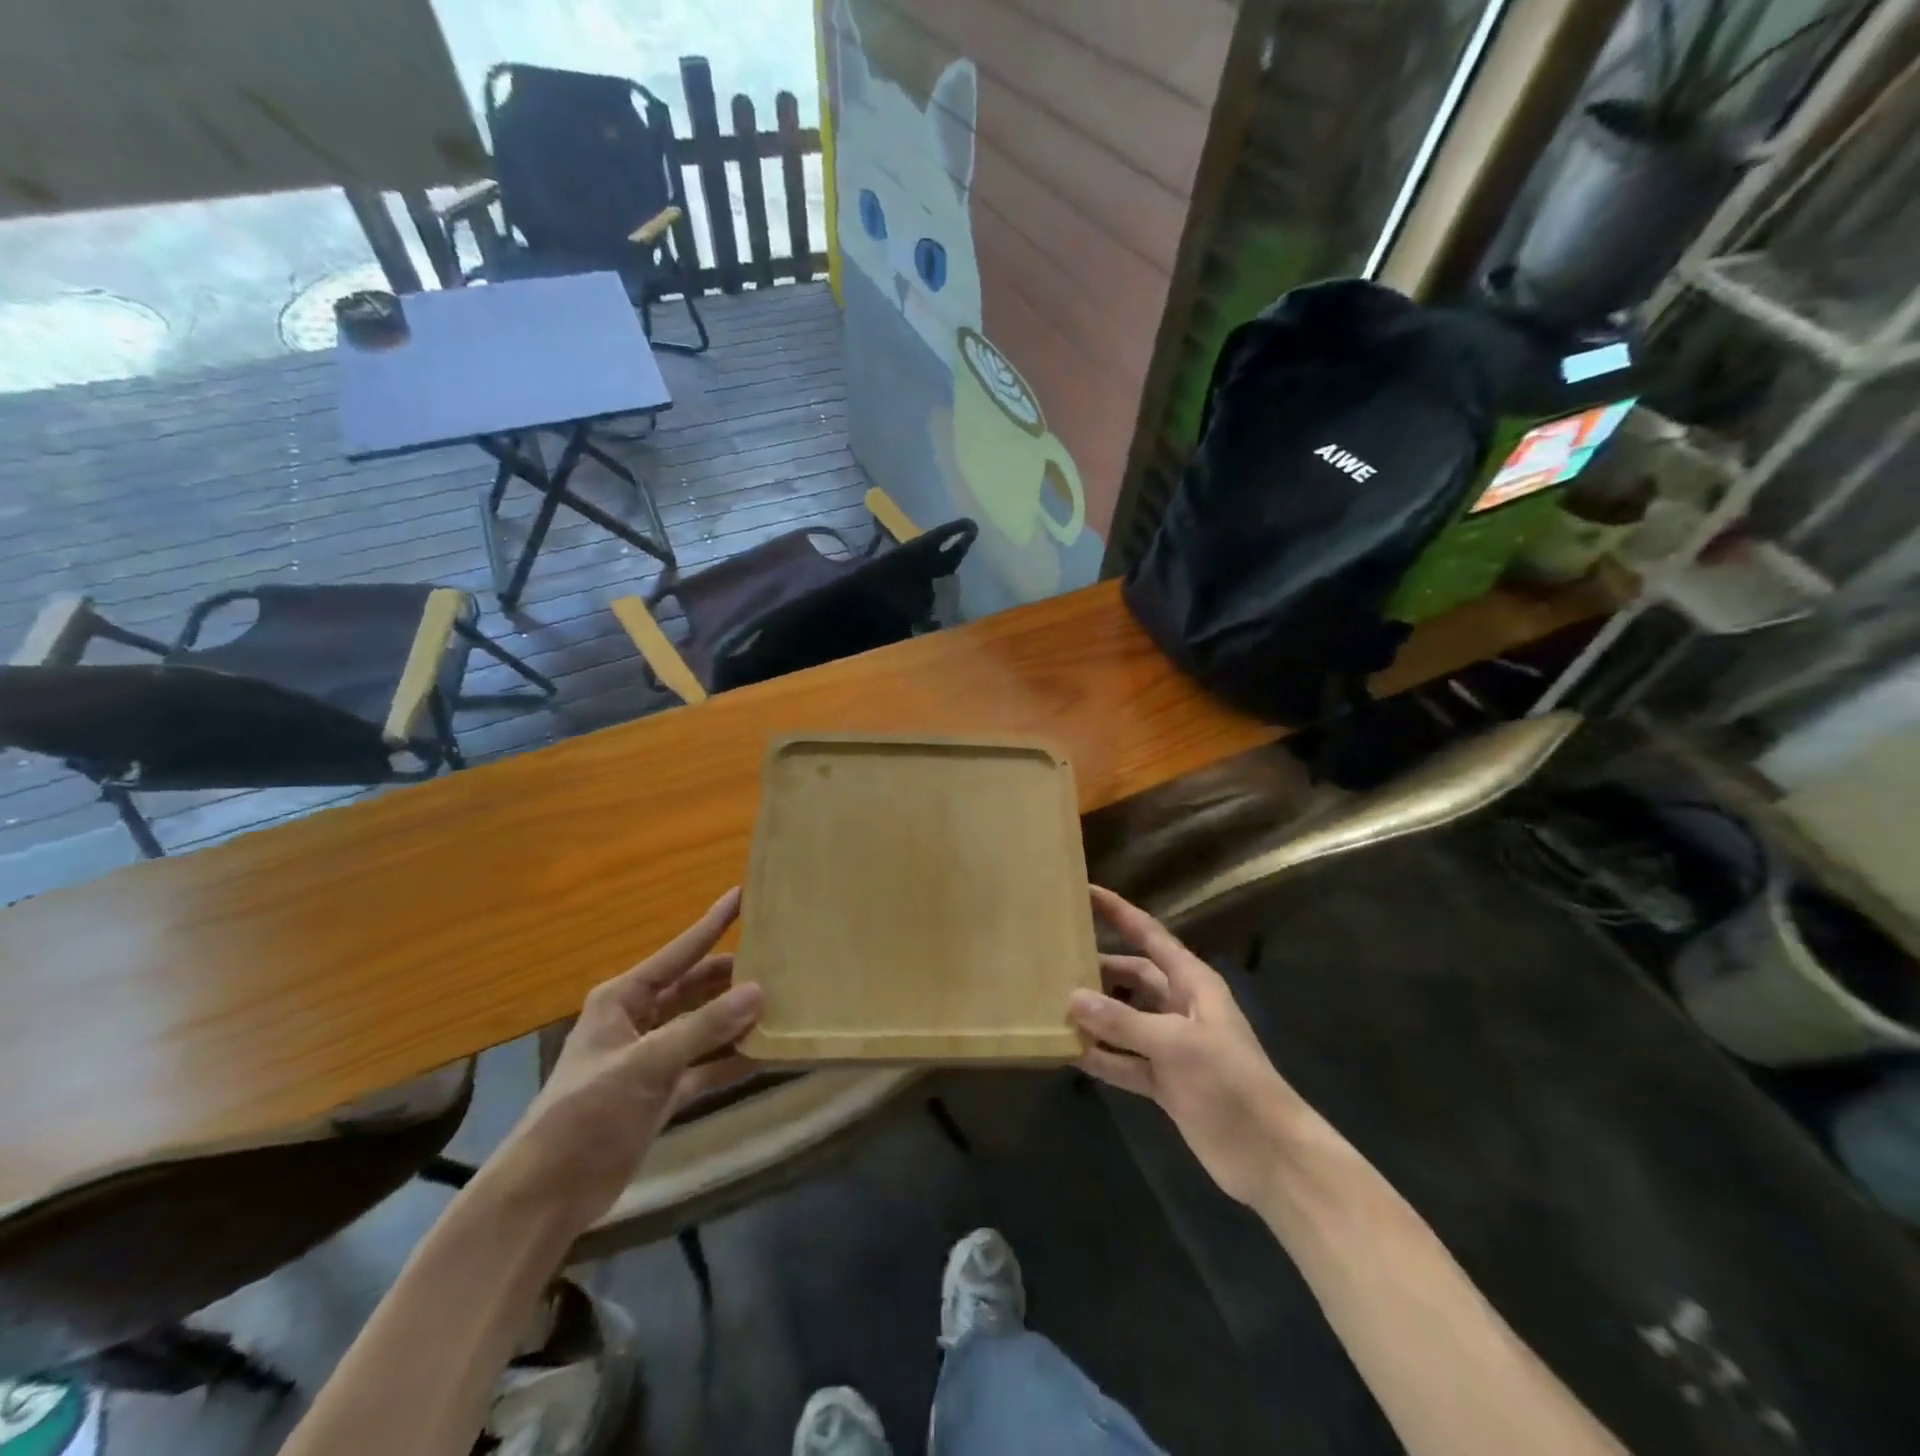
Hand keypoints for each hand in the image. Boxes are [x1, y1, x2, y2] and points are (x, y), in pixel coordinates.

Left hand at [491, 888, 763, 1228]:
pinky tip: (766, 1055)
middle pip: (695, 987)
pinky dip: (731, 1061)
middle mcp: (639, 1020)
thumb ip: (705, 1027)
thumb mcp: (647, 1063)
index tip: (744, 895)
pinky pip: (705, 1067)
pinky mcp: (662, 1093)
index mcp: (623, 999)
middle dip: (733, 976)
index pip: (679, 952)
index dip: (712, 924)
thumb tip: (760, 991)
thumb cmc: (587, 1113)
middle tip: (781, 962)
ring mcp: (652, 1058)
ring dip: (736, 1019)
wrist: (547, 1195)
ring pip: (703, 1026)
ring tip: (783, 1003)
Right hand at [1069, 886, 1302, 1207]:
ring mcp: (1170, 1046)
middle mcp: (1179, 1007)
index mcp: (1192, 983)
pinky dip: (1100, 1056)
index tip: (1086, 891)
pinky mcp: (1163, 1081)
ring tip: (1050, 1004)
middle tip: (1053, 959)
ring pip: (1123, 1019)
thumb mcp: (1176, 1044)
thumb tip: (1072, 997)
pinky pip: (1123, 1060)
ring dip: (1094, 1015)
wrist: (1269, 1155)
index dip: (1119, 912)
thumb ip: (1123, 1021)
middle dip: (1097, 968)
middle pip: (1131, 977)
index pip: (1150, 935)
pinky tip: (1068, 1051)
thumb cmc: (1230, 1082)